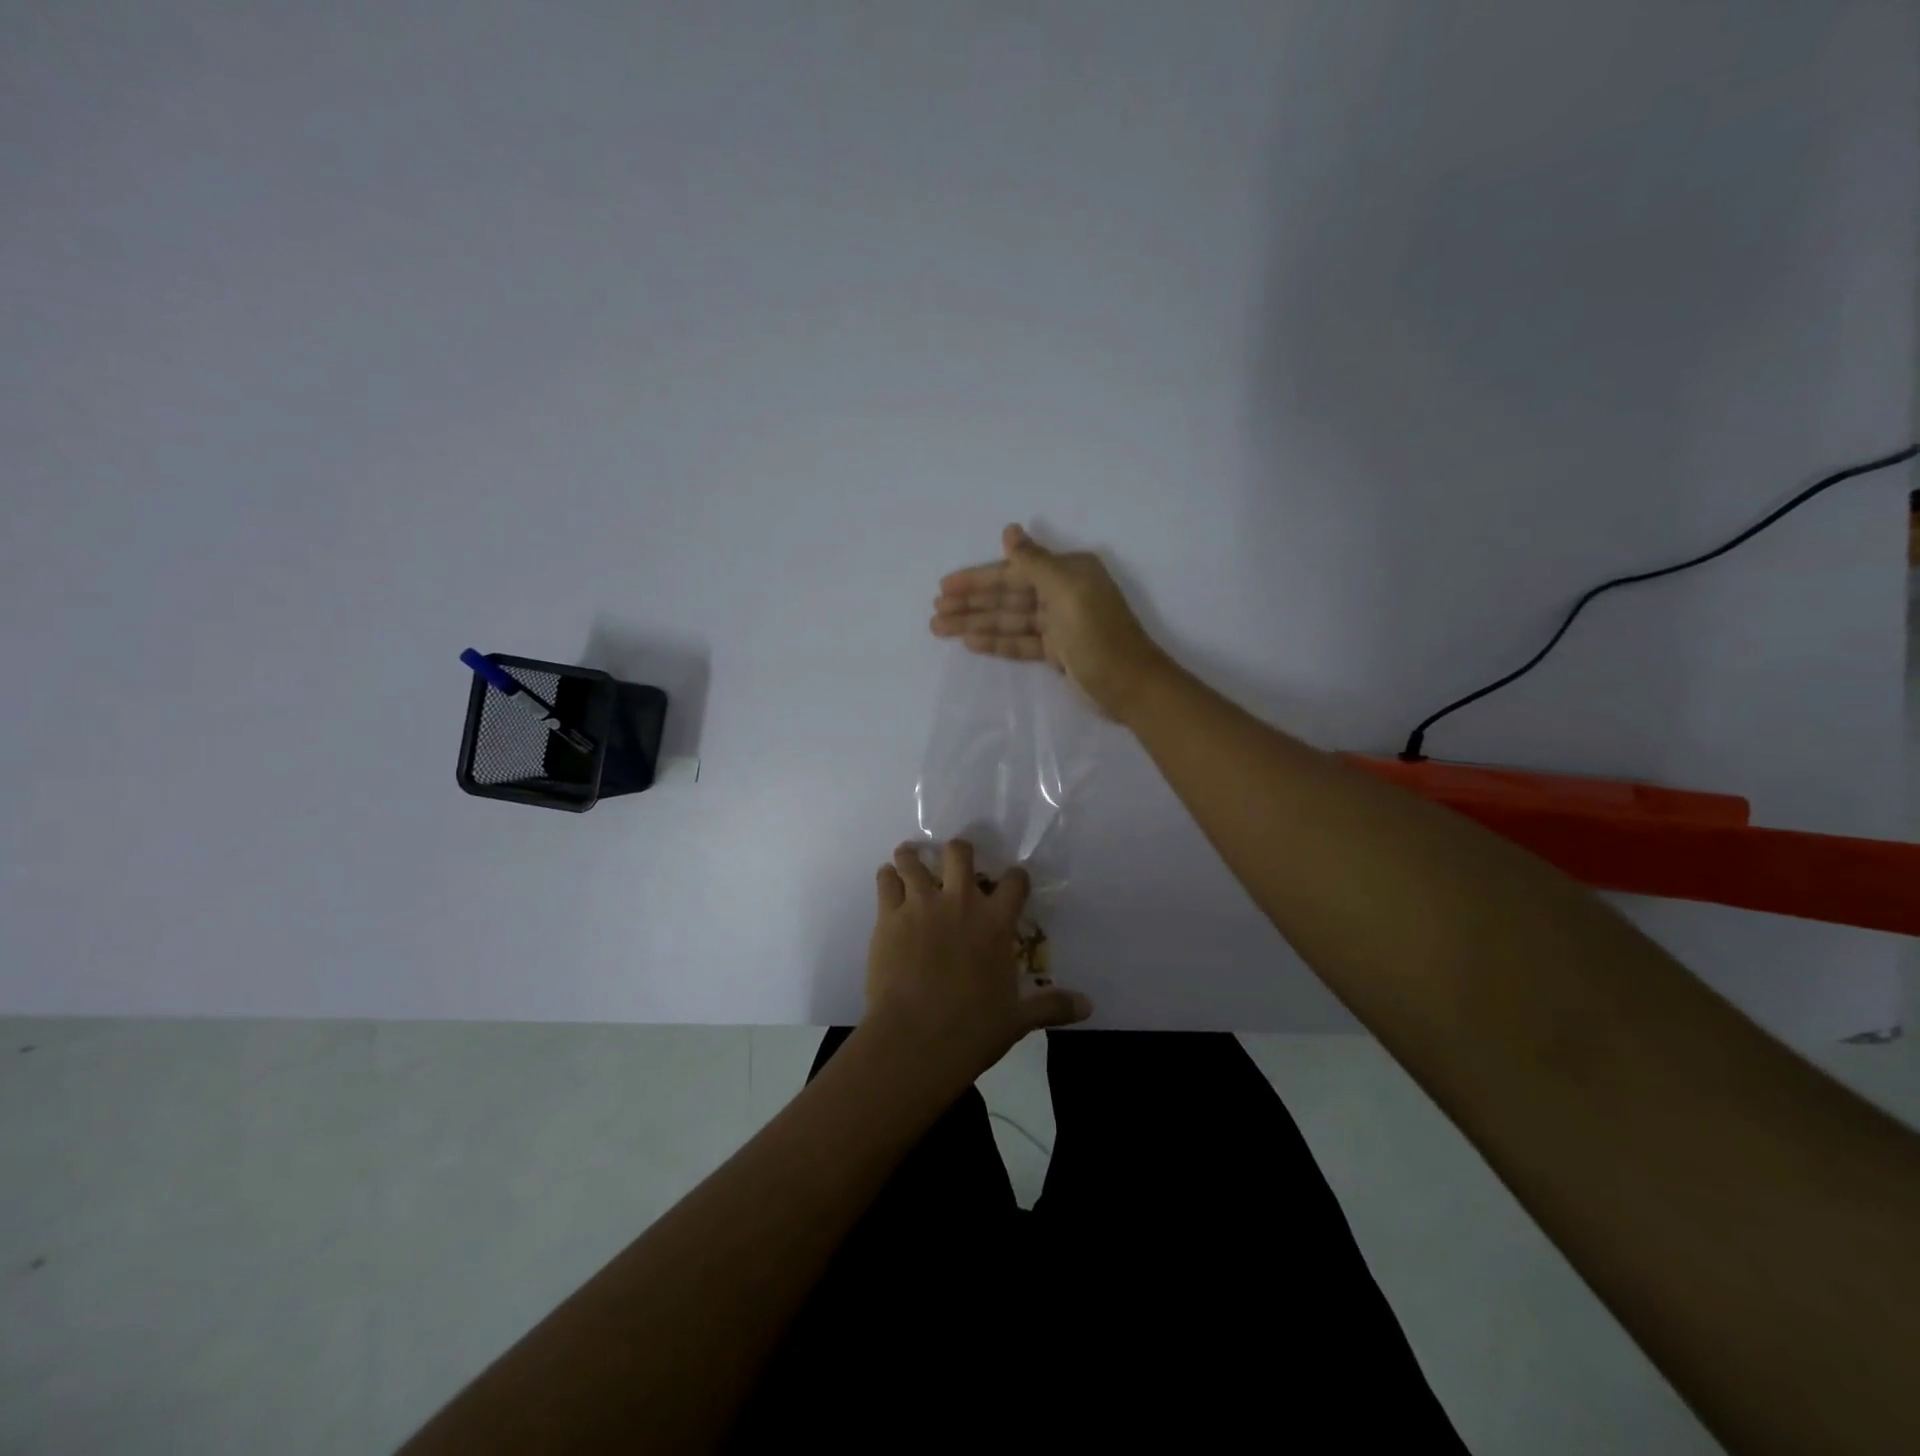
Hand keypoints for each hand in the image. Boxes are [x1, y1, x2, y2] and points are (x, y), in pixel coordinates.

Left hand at [865, 839, 1092, 1085]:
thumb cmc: (973, 1029)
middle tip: (954, 863)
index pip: (1014, 882)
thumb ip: (1051, 1006)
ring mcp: (921, 905)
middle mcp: (960, 902)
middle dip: (958, 852)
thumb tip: (1088, 1007)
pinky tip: (888, 882)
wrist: (917, 1039)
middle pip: (959, 853)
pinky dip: (887, 878)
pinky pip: (885, 881)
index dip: (1016, 878)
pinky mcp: (889, 916)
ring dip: (912, 858)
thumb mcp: (1018, 1019)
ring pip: (913, 860)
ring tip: (910, 861)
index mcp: (995, 922)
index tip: (1013, 881)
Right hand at [930, 524, 1169, 721]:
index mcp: (1068, 573)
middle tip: (935, 612)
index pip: (1013, 572)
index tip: (945, 586)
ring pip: (1009, 620)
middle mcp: (1062, 593)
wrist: (1131, 687)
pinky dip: (996, 641)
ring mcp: (1059, 624)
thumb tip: (1009, 530)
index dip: (977, 579)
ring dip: (975, 623)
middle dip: (971, 603)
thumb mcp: (1067, 592)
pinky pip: (1020, 642)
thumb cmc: (1099, 636)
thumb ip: (1034, 562)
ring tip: (940, 628)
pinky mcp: (1057, 652)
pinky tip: (970, 642)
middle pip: (1007, 596)